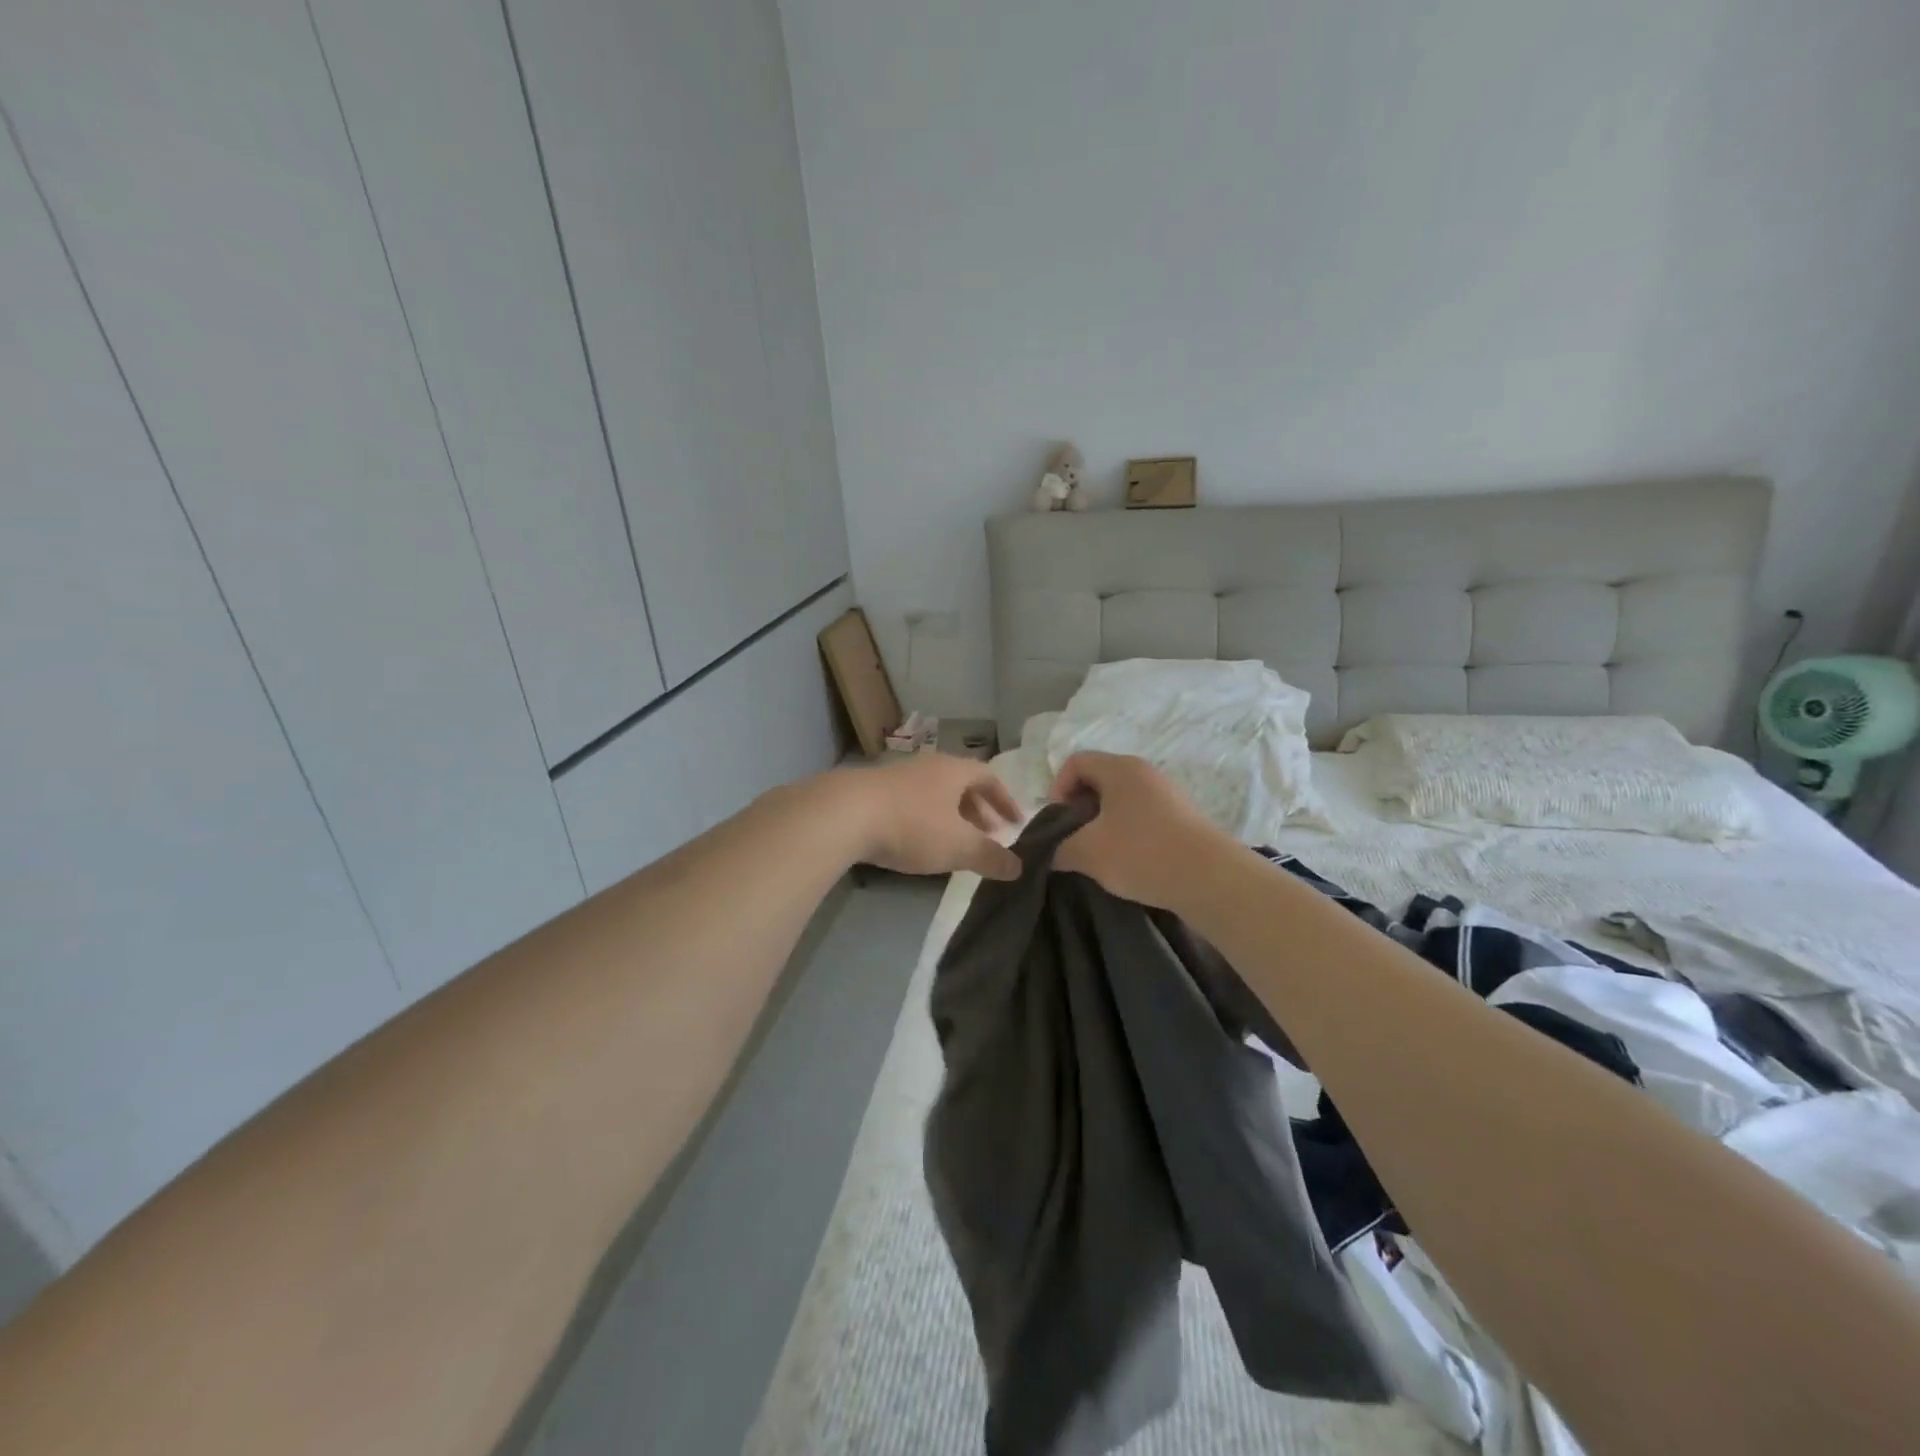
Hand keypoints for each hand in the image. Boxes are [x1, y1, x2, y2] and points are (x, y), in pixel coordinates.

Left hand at [840, 752, 1022, 879]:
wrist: (844, 814)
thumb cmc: (912, 825)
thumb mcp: (958, 846)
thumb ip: (990, 857)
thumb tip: (1018, 866)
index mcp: (953, 770)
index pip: (989, 778)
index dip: (1004, 800)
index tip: (1015, 822)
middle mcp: (928, 766)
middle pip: (961, 784)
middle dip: (978, 811)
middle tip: (988, 836)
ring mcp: (898, 776)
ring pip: (934, 794)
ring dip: (951, 816)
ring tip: (955, 842)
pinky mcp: (873, 792)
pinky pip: (911, 803)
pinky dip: (925, 820)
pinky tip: (918, 842)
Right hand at [1049, 752, 1228, 908]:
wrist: (1211, 880)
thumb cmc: (1142, 854)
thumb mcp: (1087, 853)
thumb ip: (1057, 848)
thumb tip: (1049, 852)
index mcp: (1120, 768)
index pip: (1075, 762)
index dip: (1057, 789)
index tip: (1057, 822)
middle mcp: (1144, 772)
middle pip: (1097, 779)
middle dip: (1078, 808)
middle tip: (1073, 839)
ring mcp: (1166, 794)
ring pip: (1119, 800)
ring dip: (1101, 823)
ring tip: (1098, 854)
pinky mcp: (1181, 817)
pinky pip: (1140, 814)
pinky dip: (1125, 832)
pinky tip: (1126, 860)